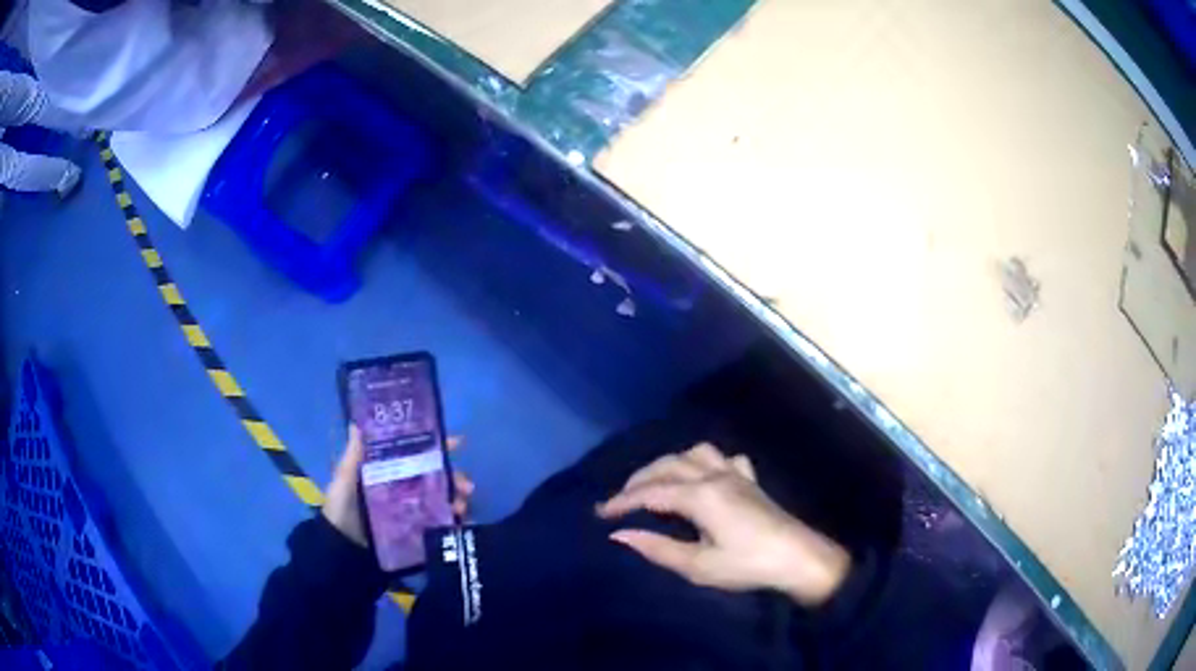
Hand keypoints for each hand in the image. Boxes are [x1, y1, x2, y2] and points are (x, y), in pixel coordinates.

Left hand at [322, 425, 473, 547]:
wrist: (342, 549)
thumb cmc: (341, 510)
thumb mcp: (344, 481)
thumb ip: (353, 457)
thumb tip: (358, 422)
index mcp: (388, 470)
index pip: (415, 453)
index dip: (437, 446)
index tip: (458, 443)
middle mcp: (403, 487)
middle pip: (435, 476)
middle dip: (455, 477)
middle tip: (466, 486)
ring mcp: (411, 510)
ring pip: (441, 499)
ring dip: (456, 499)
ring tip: (461, 507)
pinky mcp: (416, 531)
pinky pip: (439, 523)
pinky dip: (453, 521)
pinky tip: (460, 523)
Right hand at [597, 444, 849, 605]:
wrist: (799, 558)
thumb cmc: (747, 566)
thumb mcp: (698, 566)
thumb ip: (657, 548)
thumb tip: (619, 535)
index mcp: (701, 496)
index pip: (651, 492)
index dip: (622, 501)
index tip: (600, 513)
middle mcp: (715, 476)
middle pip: (668, 466)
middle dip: (639, 479)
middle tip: (619, 500)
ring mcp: (735, 474)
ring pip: (695, 453)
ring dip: (670, 463)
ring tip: (656, 483)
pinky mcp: (750, 481)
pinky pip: (724, 458)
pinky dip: (707, 462)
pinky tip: (704, 476)